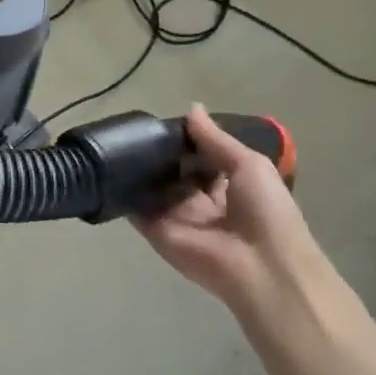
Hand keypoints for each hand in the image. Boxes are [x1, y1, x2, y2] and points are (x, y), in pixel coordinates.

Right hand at [132, 105, 323, 318]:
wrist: (260, 267)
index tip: (166, 118)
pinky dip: (123, 189)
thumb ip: (215, 138)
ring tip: (119, 137)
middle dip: (160, 150)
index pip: (201, 155)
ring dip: (139, 166)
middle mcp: (200, 199)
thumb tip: (191, 108)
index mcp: (229, 183)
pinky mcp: (155, 229)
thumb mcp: (248, 164)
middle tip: (138, 125)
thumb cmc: (265, 211)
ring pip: (152, 185)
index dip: (187, 137)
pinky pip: (135, 207)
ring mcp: (176, 215)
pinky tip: (110, 164)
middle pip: (174, 169)